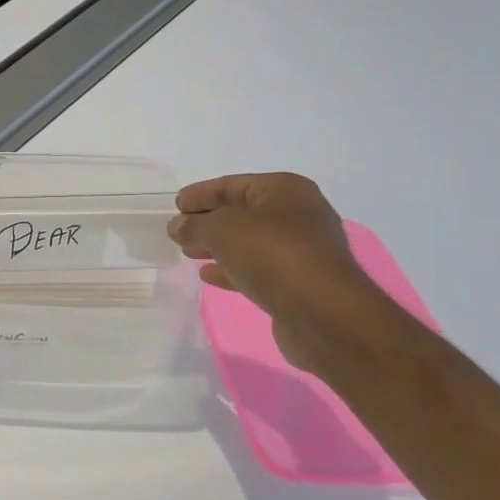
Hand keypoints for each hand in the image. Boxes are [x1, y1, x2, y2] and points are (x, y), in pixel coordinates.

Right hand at [168, 173, 382, 369]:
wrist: (324, 315)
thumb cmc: (273, 256)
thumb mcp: (221, 230)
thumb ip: (194, 225)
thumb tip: (178, 226)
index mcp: (285, 190)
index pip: (232, 185)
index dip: (201, 194)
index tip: (175, 205)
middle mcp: (298, 215)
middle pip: (242, 212)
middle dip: (208, 221)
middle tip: (179, 231)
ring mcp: (302, 250)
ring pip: (249, 242)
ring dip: (218, 246)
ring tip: (188, 253)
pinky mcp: (300, 282)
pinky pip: (258, 268)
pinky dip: (233, 269)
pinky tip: (209, 276)